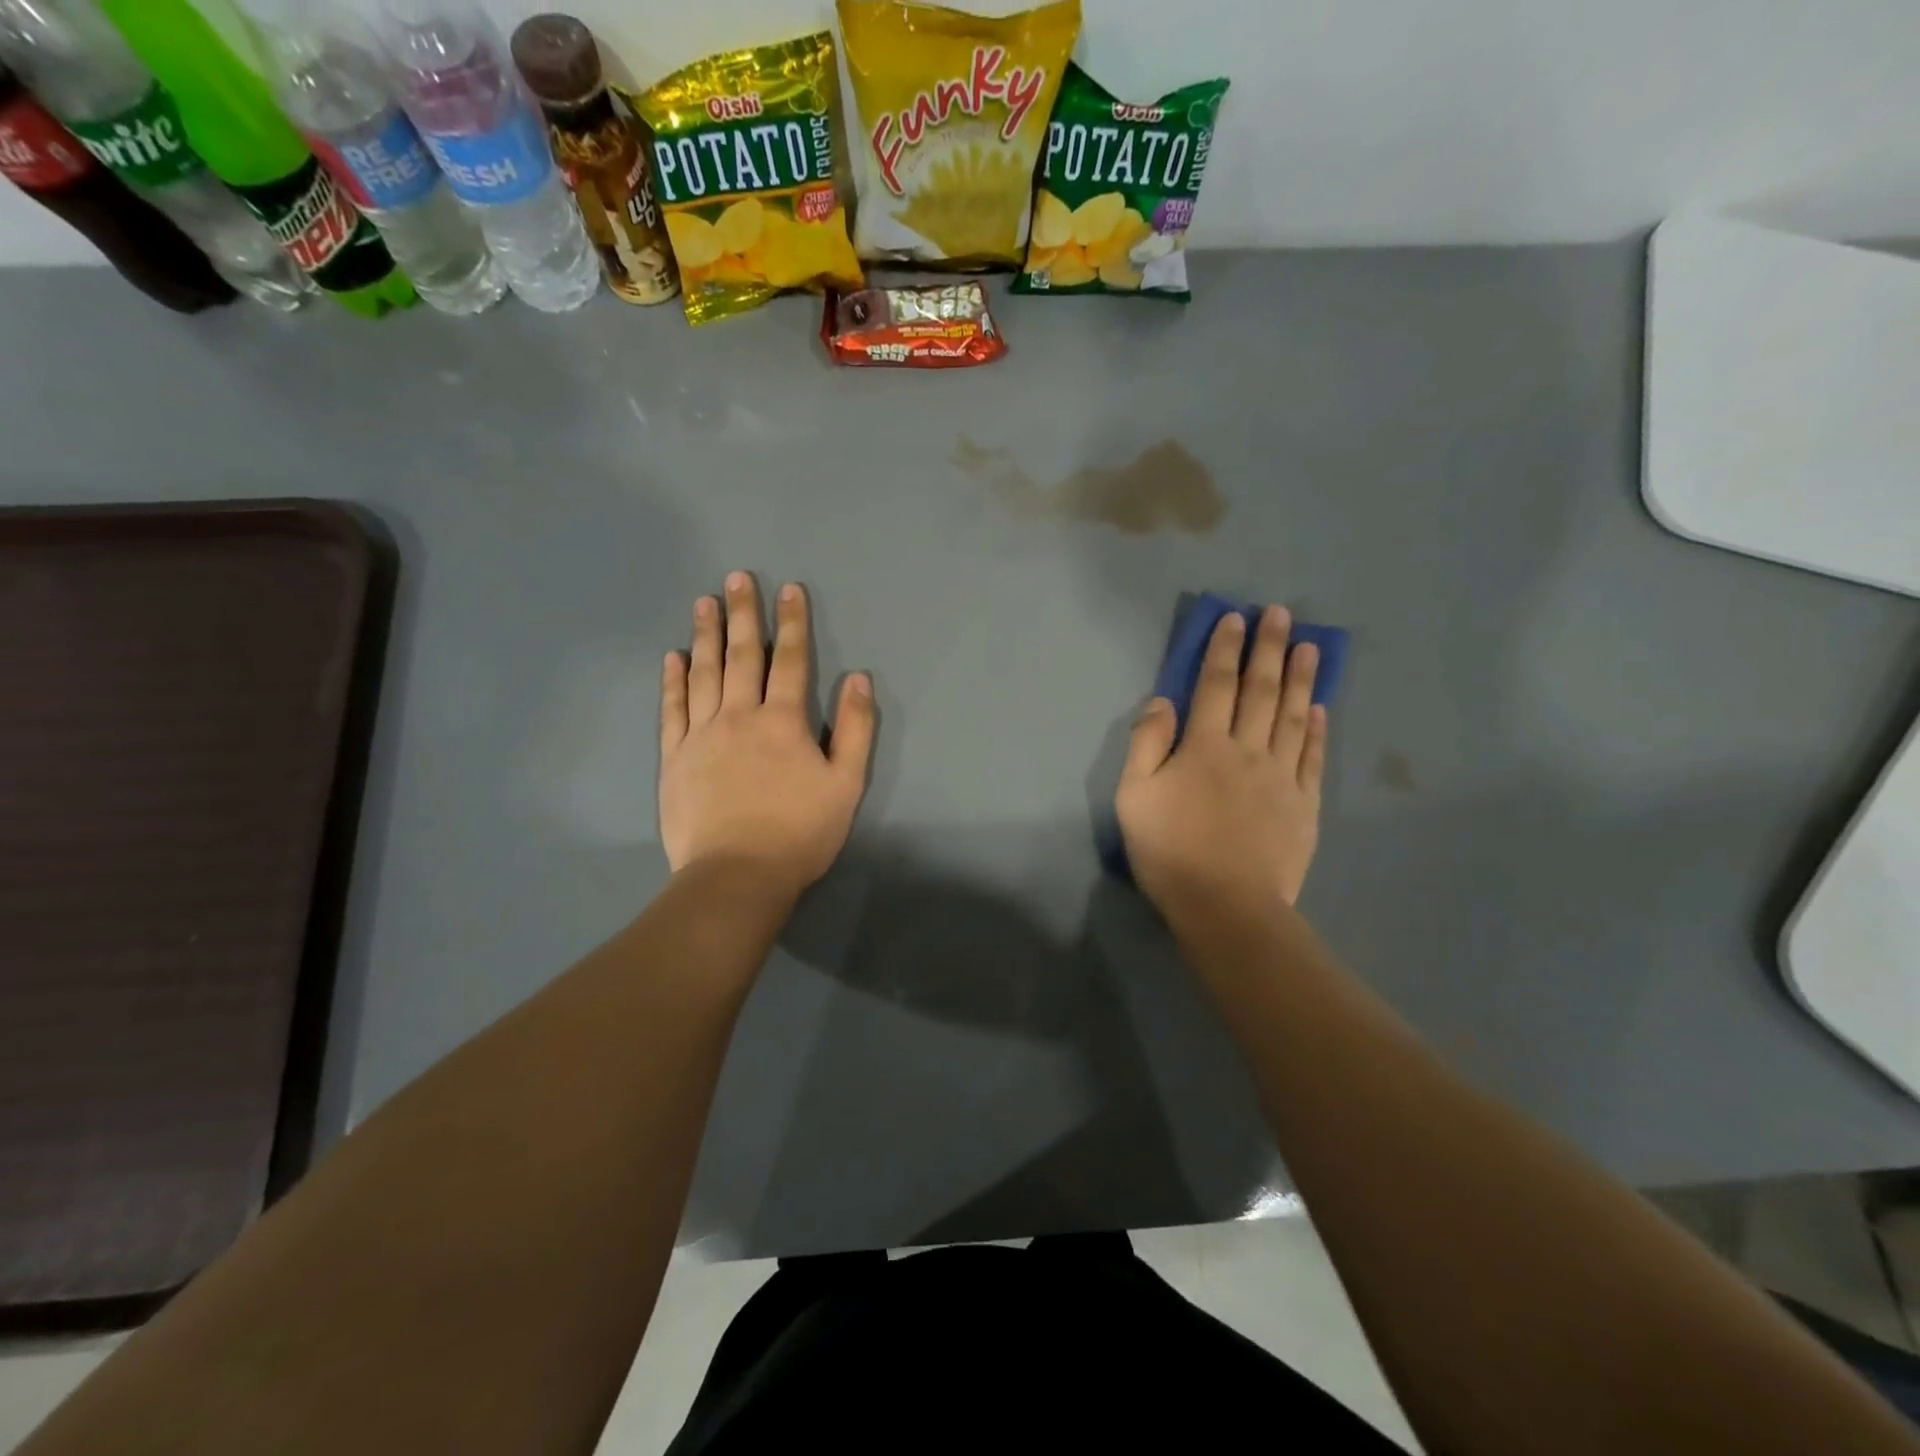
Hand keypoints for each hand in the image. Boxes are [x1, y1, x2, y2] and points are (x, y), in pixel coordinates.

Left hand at [659, 573, 873, 898]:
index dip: (792, 623)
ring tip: (704, 602)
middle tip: (737, 578)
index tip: (790, 590)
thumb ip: (855, 729)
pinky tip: (673, 657)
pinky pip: (673, 710)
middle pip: (742, 655)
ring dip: (706, 635)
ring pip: (704, 673)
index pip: (790, 660)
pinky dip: (673, 681)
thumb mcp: (846, 783)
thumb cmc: (800, 832)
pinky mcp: (675, 758)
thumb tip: (858, 679)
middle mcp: (739, 716)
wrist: (737, 875)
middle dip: (744, 614)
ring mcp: (701, 734)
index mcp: (783, 720)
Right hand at [1116, 607, 1327, 921]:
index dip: (1225, 649)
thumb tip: (1163, 701)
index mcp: (1204, 746)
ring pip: (1293, 716)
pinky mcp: (1304, 804)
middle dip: (1269, 648)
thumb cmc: (1170, 851)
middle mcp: (1248, 750)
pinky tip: (1321, 708)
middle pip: (1260, 691)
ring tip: (1309, 646)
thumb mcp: (1134, 796)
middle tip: (1281, 613)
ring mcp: (1281, 776)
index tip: (1235, 618)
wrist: (1226, 906)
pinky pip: (1311, 757)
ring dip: (1301, 678)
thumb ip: (1146, 744)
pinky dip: (1317, 729)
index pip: (1216, 685)